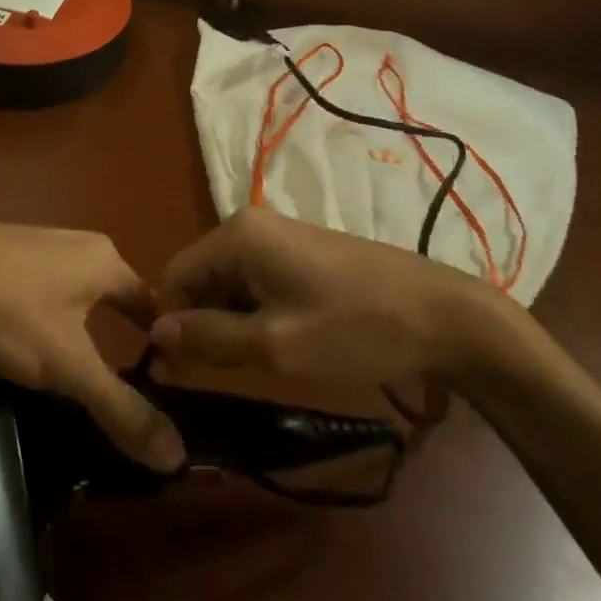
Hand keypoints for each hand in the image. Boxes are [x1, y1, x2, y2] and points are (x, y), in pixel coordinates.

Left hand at [0, 221, 185, 472]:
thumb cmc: (9, 312)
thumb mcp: (69, 367)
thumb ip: (121, 408)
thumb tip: (179, 456)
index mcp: (105, 260)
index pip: (151, 303)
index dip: (160, 342)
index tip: (164, 381)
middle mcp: (78, 242)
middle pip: (113, 294)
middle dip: (117, 334)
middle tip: (118, 384)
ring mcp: (36, 241)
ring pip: (74, 290)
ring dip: (79, 324)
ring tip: (71, 370)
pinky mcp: (1, 251)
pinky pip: (38, 286)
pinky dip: (43, 314)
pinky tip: (23, 340)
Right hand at [150, 208, 510, 387]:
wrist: (445, 317)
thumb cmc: (355, 330)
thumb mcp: (275, 345)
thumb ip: (209, 339)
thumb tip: (155, 335)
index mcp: (237, 235)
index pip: (175, 277)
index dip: (174, 325)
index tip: (183, 373)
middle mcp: (251, 226)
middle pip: (202, 278)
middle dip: (205, 325)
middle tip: (227, 375)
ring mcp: (280, 237)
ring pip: (231, 284)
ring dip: (233, 324)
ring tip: (260, 363)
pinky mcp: (304, 254)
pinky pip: (259, 283)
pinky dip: (258, 314)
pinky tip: (284, 344)